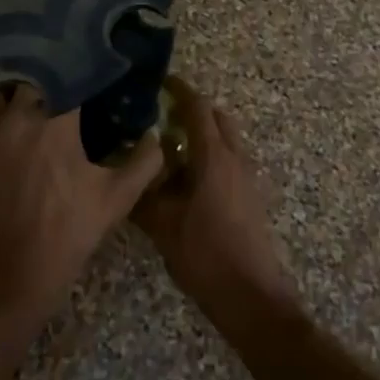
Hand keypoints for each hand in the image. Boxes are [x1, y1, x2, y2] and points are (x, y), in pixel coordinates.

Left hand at [0, 84, 160, 325]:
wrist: (9, 277)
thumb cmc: (67, 233)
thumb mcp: (116, 200)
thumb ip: (143, 162)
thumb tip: (156, 135)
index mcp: (57, 121)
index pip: (69, 76)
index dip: (79, 70)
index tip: (89, 69)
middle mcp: (17, 116)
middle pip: (30, 78)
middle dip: (44, 78)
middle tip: (56, 83)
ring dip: (8, 91)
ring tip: (19, 94)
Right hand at [134, 78, 297, 322]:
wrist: (251, 297)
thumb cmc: (205, 254)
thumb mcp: (163, 225)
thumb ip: (143, 193)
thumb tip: (128, 169)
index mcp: (214, 156)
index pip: (197, 108)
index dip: (179, 90)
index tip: (160, 81)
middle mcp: (234, 158)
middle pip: (217, 118)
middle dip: (193, 110)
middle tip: (162, 114)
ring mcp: (246, 177)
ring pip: (225, 140)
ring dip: (202, 135)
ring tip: (169, 146)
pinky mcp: (249, 197)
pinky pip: (228, 160)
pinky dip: (209, 156)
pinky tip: (185, 179)